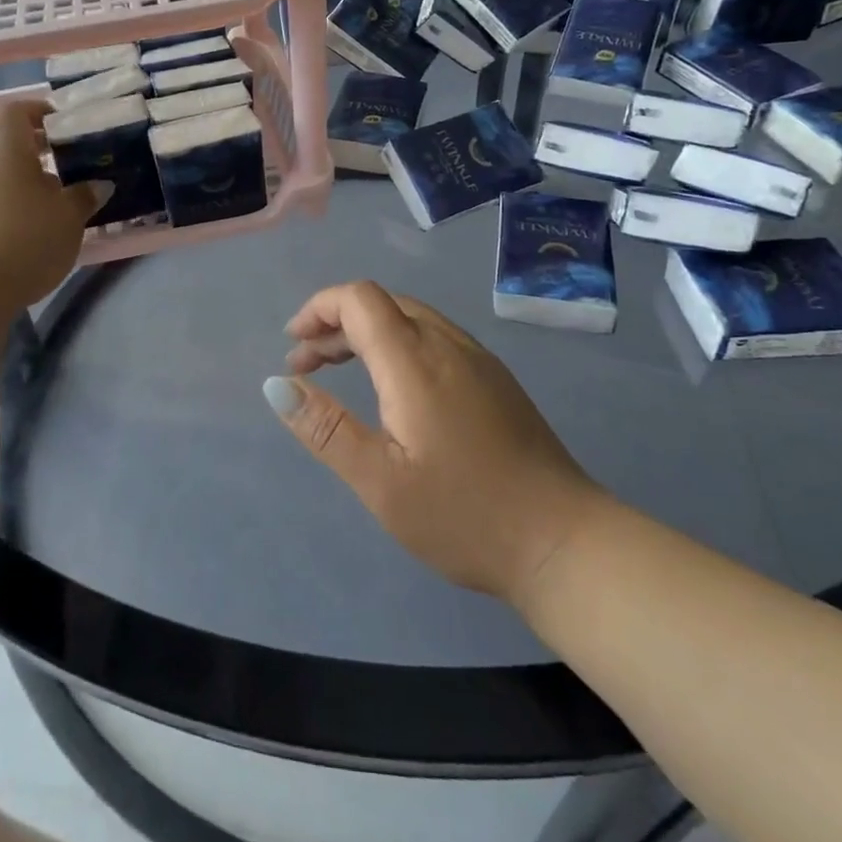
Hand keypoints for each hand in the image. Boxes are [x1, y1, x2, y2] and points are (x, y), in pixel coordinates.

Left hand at [0, 102, 104, 310]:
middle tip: (65, 163)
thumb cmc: (25, 240)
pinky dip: (5, 202)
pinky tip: (26, 228)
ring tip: (51, 200)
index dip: (41, 113)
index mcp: (5, 146)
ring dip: (20, 178)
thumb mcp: (70, 218)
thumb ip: (85, 195)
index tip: (66, 128)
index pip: (17, 110)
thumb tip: (99, 184)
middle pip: (4, 140)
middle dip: (34, 148)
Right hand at [268, 281, 602, 604]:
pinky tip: (393, 387)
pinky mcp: (496, 380)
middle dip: (336, 323)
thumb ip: (325, 427)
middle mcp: (447, 344)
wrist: (564, 542)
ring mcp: (478, 359)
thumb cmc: (463, 514)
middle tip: (306, 364)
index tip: (293, 346)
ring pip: (410, 318)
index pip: (359, 298)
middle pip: (382, 304)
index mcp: (415, 360)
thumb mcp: (380, 480)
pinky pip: (434, 337)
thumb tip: (277, 383)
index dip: (319, 308)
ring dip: (367, 332)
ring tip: (339, 370)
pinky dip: (398, 345)